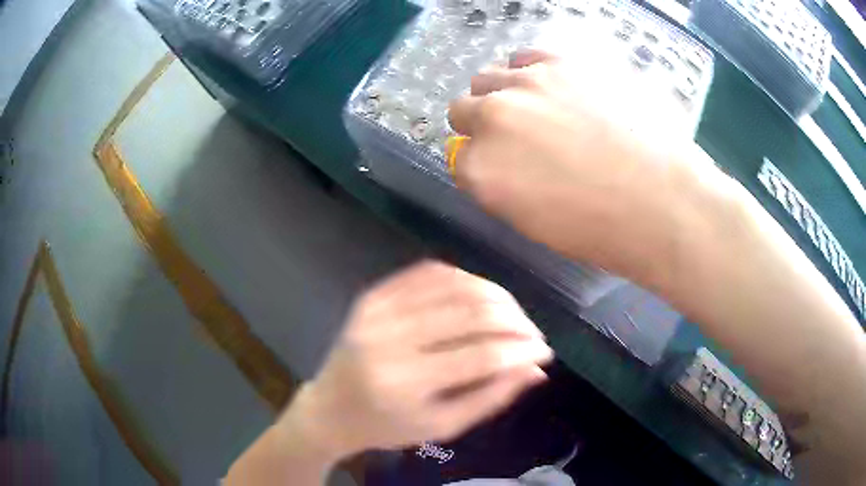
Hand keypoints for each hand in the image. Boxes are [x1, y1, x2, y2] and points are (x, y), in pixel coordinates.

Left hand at [279, 261, 552, 459]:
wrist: (331, 407)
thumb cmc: (387, 426)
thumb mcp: (442, 426)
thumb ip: (491, 397)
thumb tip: (536, 368)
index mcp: (405, 383)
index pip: (480, 357)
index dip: (521, 350)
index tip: (545, 351)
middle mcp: (389, 339)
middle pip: (470, 313)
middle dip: (515, 320)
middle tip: (533, 333)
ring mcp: (376, 310)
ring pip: (454, 284)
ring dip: (495, 295)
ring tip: (514, 314)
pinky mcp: (372, 295)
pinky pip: (427, 272)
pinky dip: (463, 278)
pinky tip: (481, 293)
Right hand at [447, 50, 714, 283]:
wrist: (664, 201)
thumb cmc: (602, 230)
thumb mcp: (534, 223)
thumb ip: (501, 187)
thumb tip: (496, 164)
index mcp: (482, 171)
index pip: (458, 158)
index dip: (481, 164)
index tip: (503, 168)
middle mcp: (492, 120)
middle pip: (462, 109)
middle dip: (482, 125)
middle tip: (518, 137)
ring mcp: (526, 84)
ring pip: (486, 78)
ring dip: (501, 94)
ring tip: (537, 109)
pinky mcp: (561, 62)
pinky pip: (524, 57)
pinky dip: (530, 71)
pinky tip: (554, 87)